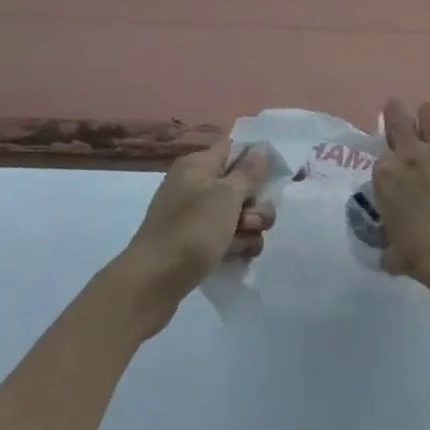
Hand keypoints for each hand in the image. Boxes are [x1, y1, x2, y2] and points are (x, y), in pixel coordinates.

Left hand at [115, 142, 275, 334]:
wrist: (154, 281)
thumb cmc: (193, 229)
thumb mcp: (227, 195)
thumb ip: (249, 171)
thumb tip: (260, 147)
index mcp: (198, 165)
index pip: (235, 149)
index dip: (257, 160)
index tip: (275, 177)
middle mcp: (195, 185)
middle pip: (241, 186)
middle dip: (256, 205)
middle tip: (250, 221)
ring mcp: (195, 216)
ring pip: (238, 215)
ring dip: (249, 229)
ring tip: (239, 245)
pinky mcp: (196, 242)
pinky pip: (227, 237)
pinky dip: (236, 245)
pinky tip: (235, 257)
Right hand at [374, 99, 429, 305]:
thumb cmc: (422, 257)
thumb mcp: (394, 253)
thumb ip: (390, 246)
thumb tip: (390, 255)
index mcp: (386, 175)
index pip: (381, 155)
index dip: (386, 156)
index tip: (390, 159)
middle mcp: (412, 154)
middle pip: (399, 119)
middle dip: (396, 112)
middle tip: (396, 108)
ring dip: (428, 117)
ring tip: (429, 117)